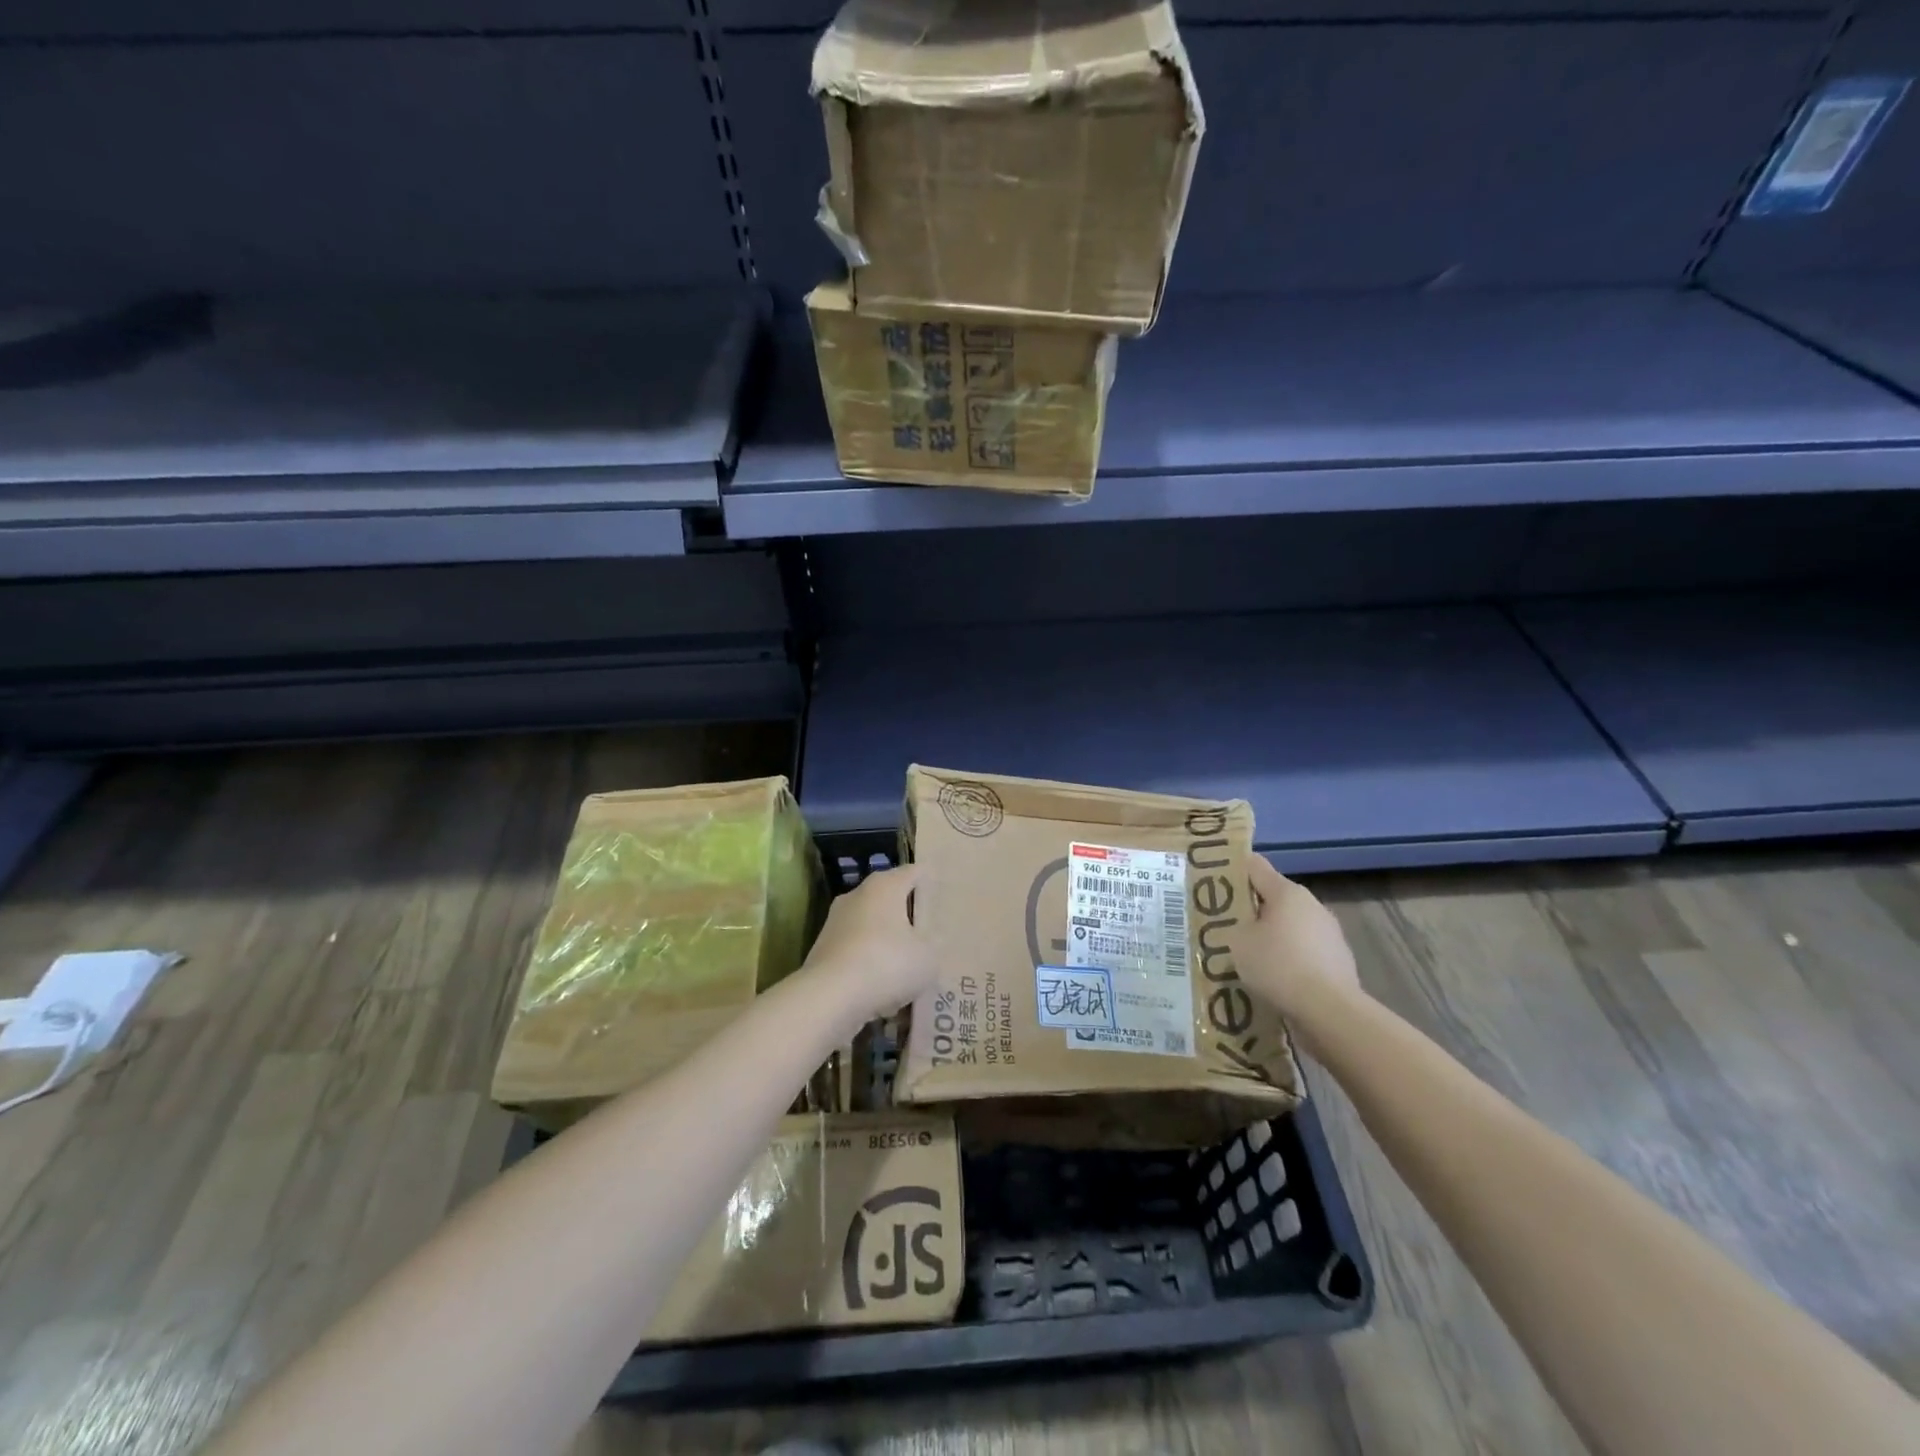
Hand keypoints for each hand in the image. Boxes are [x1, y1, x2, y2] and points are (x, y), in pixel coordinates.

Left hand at [801, 865, 935, 1020]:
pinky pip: (856, 952)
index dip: (931, 882)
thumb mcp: (928, 956)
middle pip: (890, 898)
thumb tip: (931, 939)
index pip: (914, 872)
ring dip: (887, 942)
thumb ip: (934, 942)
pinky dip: (869, 965)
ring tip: (908, 967)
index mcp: (885, 885)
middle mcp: (857, 895)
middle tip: (931, 933)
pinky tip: (884, 990)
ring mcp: (836, 922)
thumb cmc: (887, 963)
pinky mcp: (822, 950)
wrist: (830, 997)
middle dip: (908, 914)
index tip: (944, 895)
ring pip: (871, 927)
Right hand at [1240, 857, 1360, 1019]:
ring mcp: (1330, 933)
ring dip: (1272, 937)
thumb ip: (1235, 925)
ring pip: (1291, 927)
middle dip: (1252, 910)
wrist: (1330, 1011)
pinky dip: (1290, 960)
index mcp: (1287, 892)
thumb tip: (1244, 926)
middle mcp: (1312, 905)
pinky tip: (1274, 980)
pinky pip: (1305, 952)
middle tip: (1227, 926)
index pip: (1255, 866)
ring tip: (1249, 958)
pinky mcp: (1339, 961)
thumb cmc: (1278, 966)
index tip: (1214, 880)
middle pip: (1274, 898)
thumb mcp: (1238, 942)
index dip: (1233, 869)